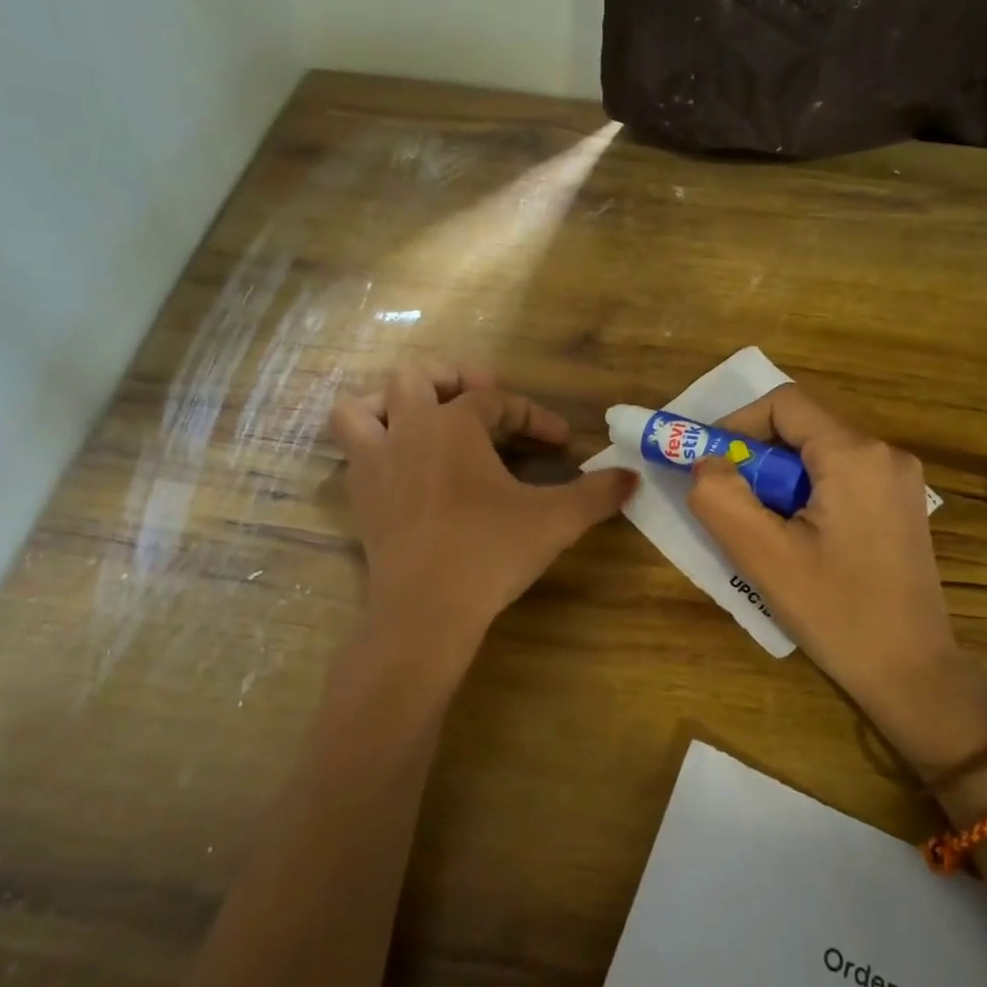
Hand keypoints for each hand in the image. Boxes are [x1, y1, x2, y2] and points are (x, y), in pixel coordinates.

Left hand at [330, 366, 635, 658]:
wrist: (425, 610)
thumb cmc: (490, 552)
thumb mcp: (555, 520)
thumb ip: (596, 494)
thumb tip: (633, 477)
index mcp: (453, 424)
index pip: (495, 400)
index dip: (532, 414)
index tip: (561, 442)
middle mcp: (408, 430)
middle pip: (416, 377)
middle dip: (451, 377)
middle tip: (481, 398)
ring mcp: (375, 463)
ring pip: (360, 408)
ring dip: (388, 402)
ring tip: (420, 418)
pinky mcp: (359, 497)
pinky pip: (354, 452)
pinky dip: (374, 445)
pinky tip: (404, 468)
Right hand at [686, 385, 986, 773]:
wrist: (912, 672)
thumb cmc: (836, 612)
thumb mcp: (763, 555)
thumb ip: (720, 497)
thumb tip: (707, 462)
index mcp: (855, 455)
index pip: (784, 404)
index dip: (736, 423)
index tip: (708, 463)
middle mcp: (885, 454)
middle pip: (802, 428)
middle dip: (756, 458)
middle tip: (730, 503)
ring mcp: (899, 480)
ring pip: (819, 455)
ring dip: (778, 480)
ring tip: (762, 529)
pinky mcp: (900, 506)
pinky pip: (840, 478)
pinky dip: (805, 494)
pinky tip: (798, 540)